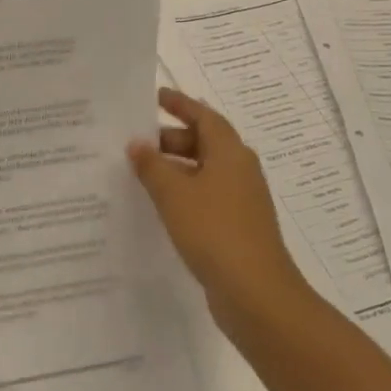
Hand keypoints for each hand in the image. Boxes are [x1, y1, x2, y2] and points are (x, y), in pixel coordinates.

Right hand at [128, 88, 313, 333]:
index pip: (203, 116)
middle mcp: (239, 170)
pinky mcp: (236, 227)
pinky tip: (159, 206)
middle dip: (170, 140)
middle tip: (134, 142)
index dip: (179, 104)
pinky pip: (205, 197)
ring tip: (139, 173)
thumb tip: (137, 143)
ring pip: (203, 172)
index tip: (154, 96)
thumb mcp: (174, 194)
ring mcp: (241, 200)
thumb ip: (151, 165)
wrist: (256, 293)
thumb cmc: (214, 231)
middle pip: (203, 142)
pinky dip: (182, 193)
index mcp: (230, 152)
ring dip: (174, 169)